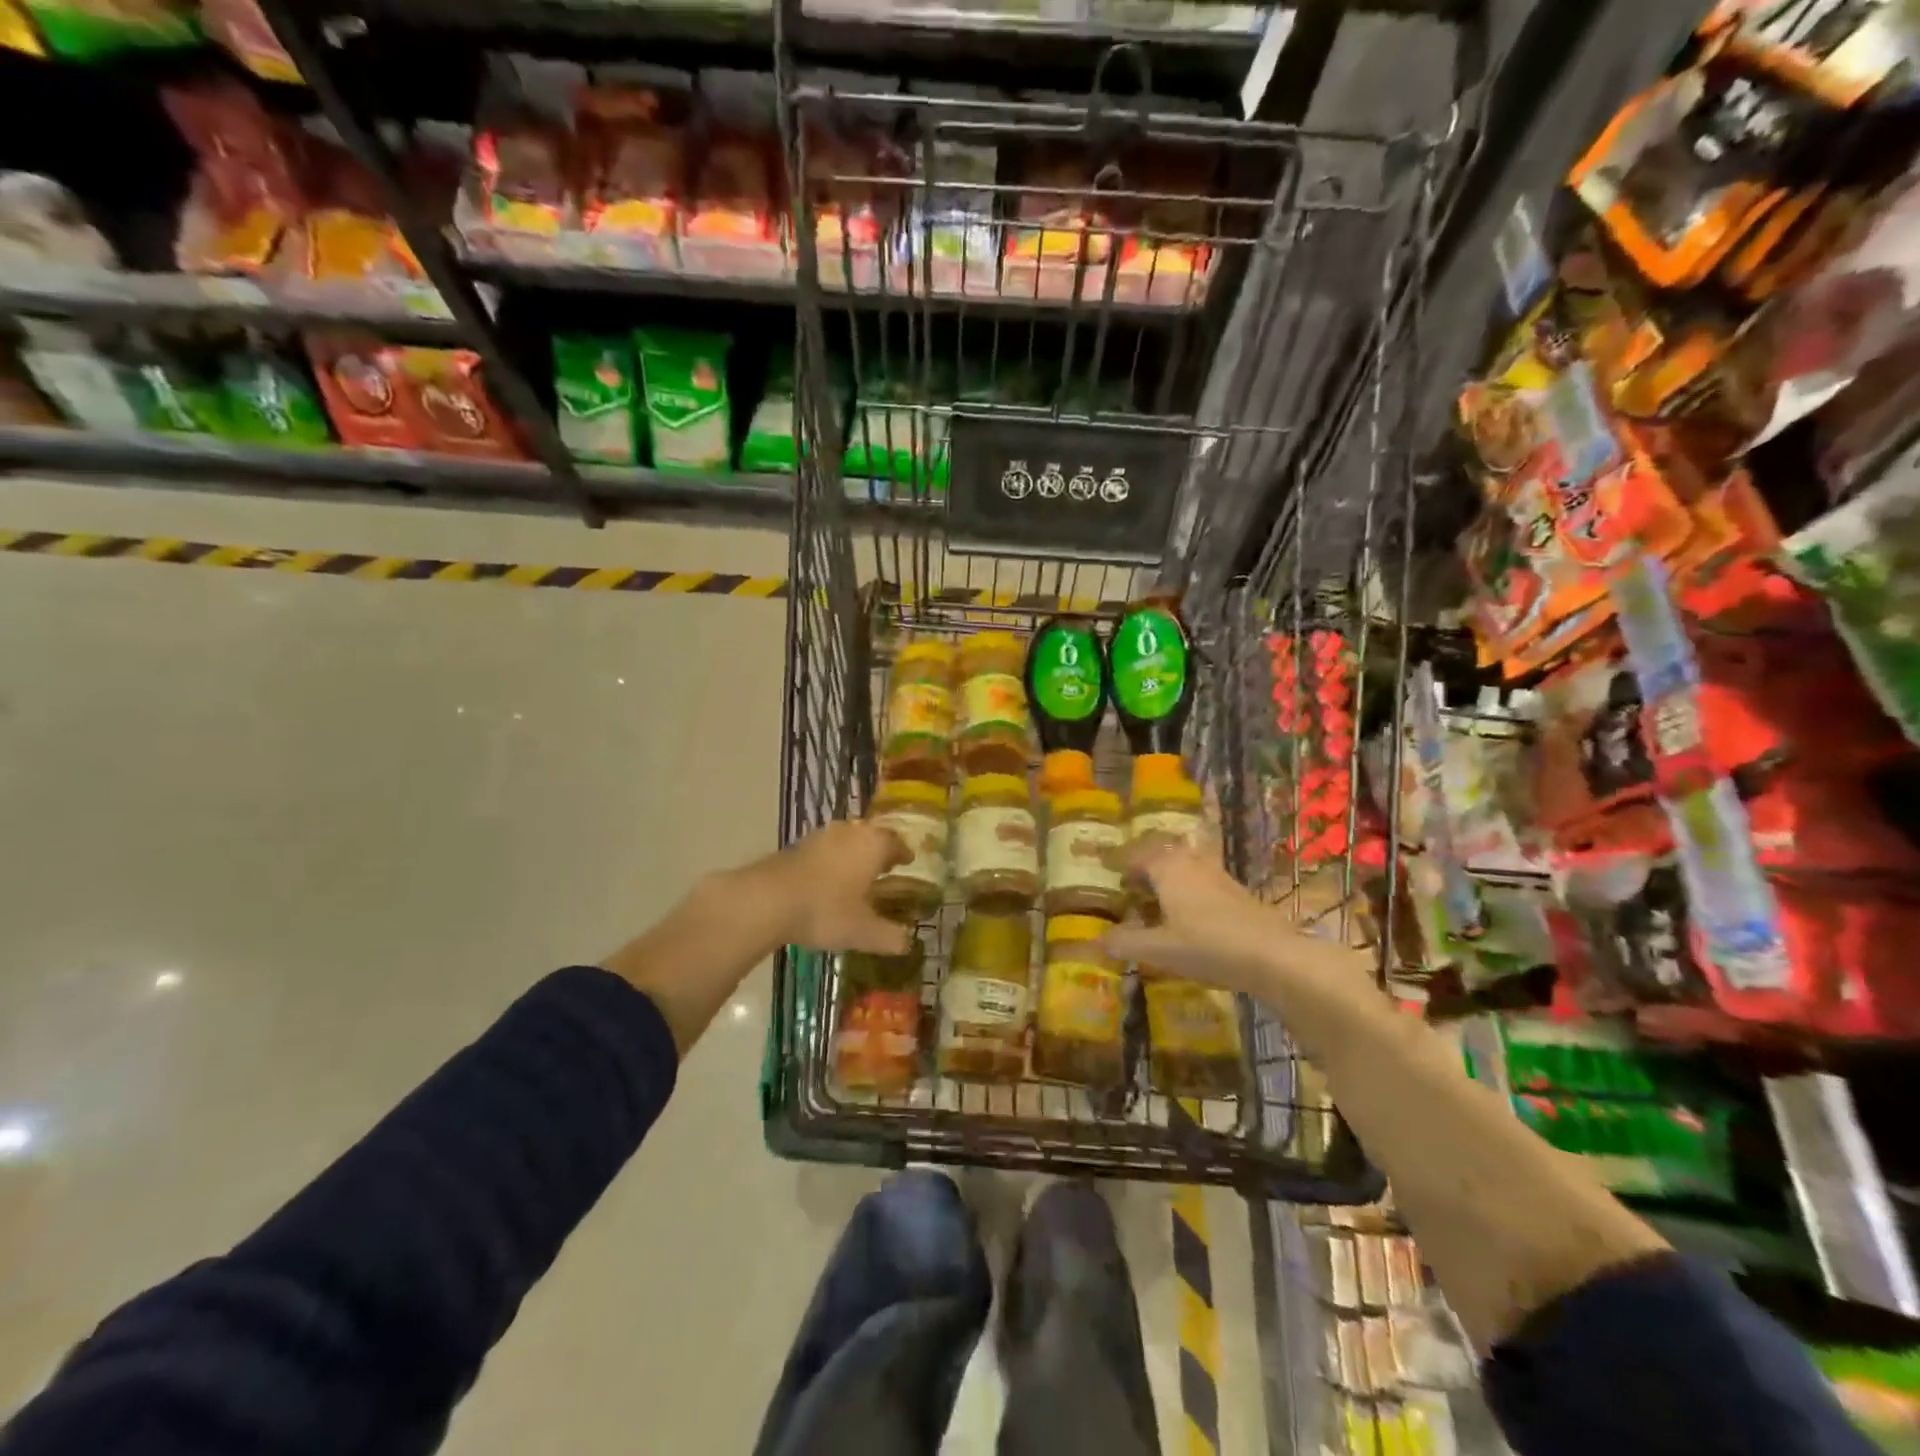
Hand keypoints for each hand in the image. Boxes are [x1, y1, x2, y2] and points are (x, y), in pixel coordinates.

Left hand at [761, 820, 913, 955]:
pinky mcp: (797, 845)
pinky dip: (831, 860)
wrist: (768, 900)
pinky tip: (826, 880)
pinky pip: (824, 849)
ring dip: (853, 853)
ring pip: (846, 839)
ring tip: (856, 874)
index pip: (896, 842)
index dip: (903, 853)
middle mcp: (850, 832)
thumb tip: (908, 943)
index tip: (907, 862)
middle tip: (884, 867)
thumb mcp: (864, 932)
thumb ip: (890, 937)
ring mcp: (821, 836)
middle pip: (871, 835)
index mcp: (873, 845)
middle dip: (878, 850)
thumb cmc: (826, 910)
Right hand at [1103, 839, 1374, 994]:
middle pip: (1161, 854)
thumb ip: (1125, 943)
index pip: (1134, 855)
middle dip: (1143, 865)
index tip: (1102, 869)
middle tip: (1127, 883)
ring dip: (1166, 876)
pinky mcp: (1236, 892)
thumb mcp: (1159, 950)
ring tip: (1153, 898)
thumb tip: (1096, 941)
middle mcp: (1191, 863)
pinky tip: (1186, 914)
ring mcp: (1217, 875)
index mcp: (1167, 868)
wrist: (1274, 957)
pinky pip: (1200, 880)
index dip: (1117, 862)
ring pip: (1184, 865)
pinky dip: (1186, 888)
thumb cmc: (1208, 947)